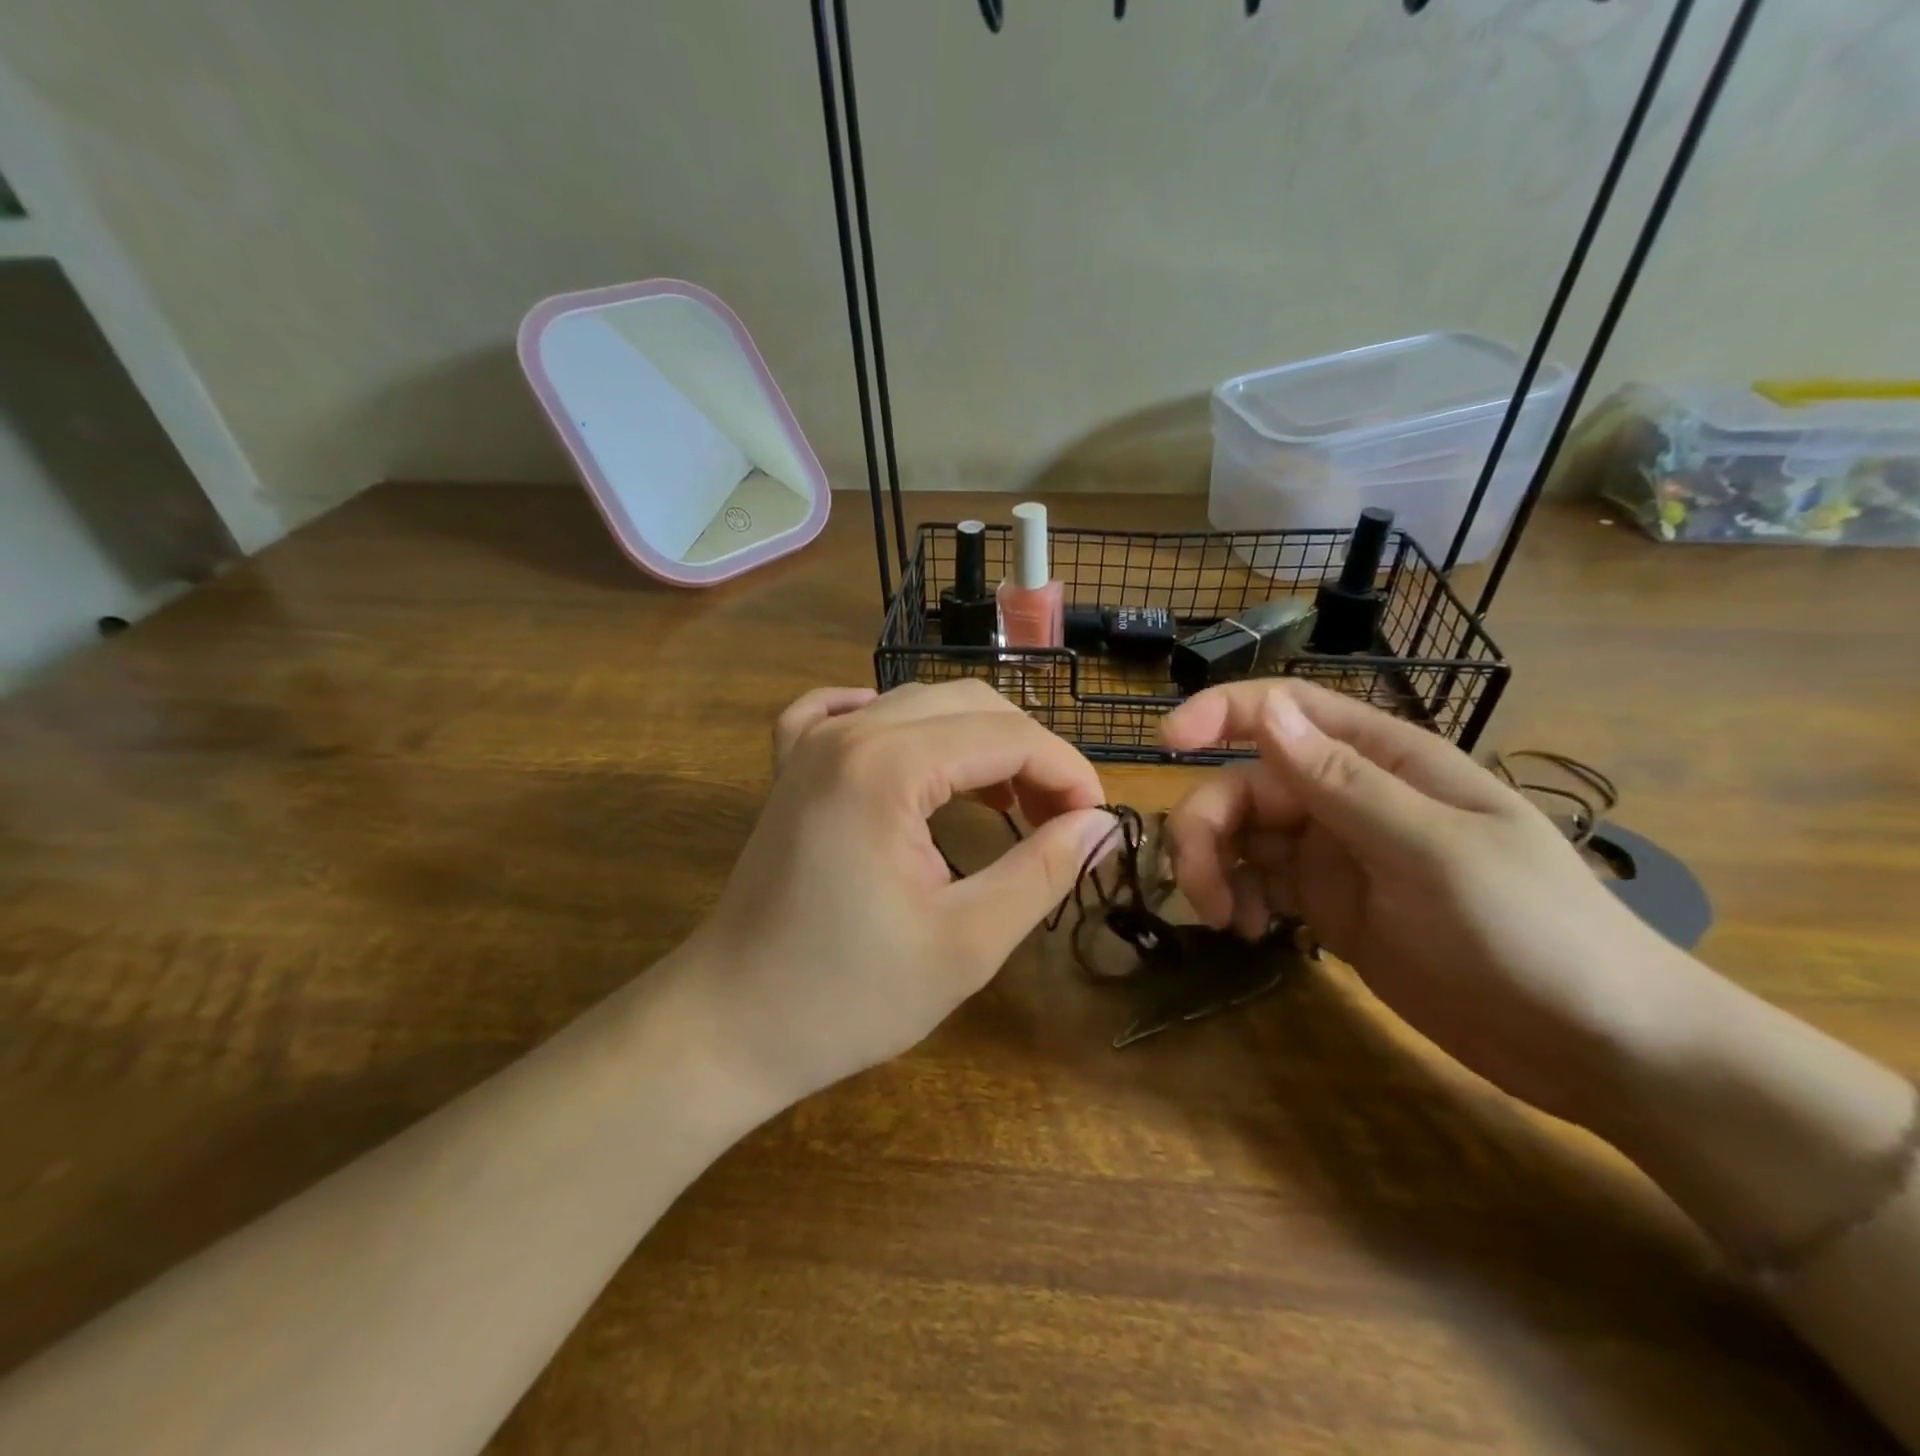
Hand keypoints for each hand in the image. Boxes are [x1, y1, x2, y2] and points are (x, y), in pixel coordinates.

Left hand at [681, 681, 1116, 1108]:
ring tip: (1010, 804)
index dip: (1067, 772)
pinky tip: (910, 752)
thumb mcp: (967, 943)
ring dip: (977, 742)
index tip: (1096, 823)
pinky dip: (895, 723)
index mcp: (886, 766)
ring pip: (920, 702)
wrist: (729, 1025)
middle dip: (1030, 754)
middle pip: (970, 705)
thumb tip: (1100, 825)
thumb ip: (1042, 870)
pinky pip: (845, 711)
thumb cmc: (848, 996)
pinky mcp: (791, 767)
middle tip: (1059, 820)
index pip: (1008, 736)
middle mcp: (846, 733)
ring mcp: (810, 743)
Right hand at [1161, 681, 1709, 1123]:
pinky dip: (1239, 901)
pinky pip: (1259, 885)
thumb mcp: (1434, 852)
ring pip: (1243, 837)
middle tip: (1200, 892)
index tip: (1165, 740)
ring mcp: (1336, 854)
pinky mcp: (1329, 906)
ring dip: (1214, 869)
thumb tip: (1266, 710)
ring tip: (1225, 921)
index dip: (1221, 713)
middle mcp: (1349, 797)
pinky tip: (1250, 934)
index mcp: (1383, 761)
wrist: (1596, 1046)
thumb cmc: (1533, 931)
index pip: (1287, 711)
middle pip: (1246, 785)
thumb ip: (1343, 783)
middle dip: (1207, 828)